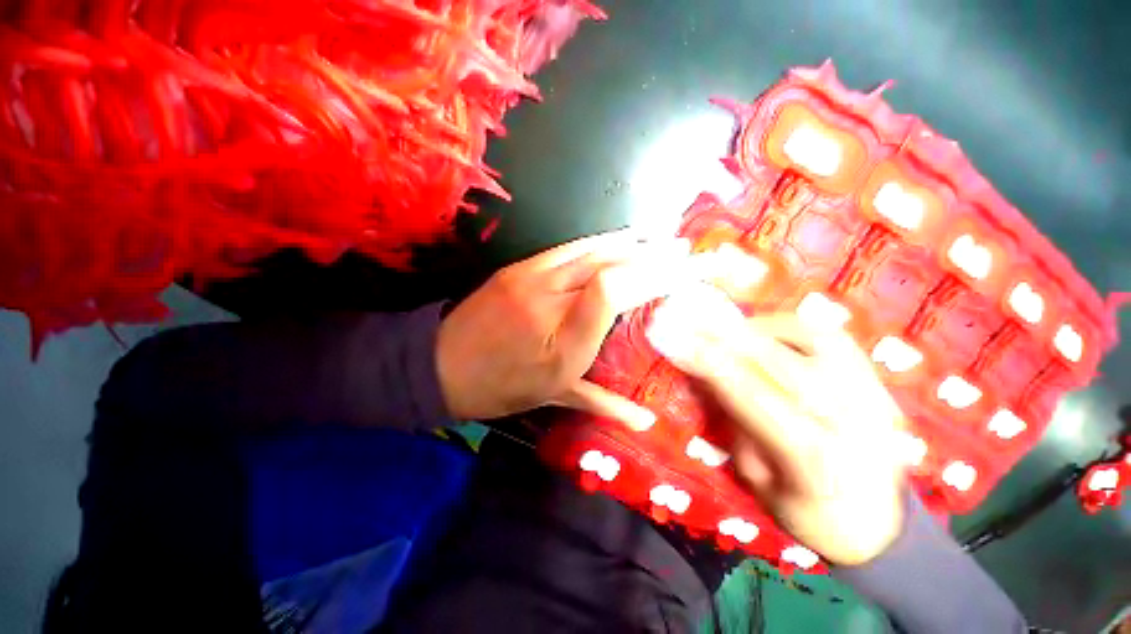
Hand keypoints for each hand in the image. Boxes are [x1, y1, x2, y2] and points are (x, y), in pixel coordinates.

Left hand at [436, 229, 704, 429]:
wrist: (441, 364)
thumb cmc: (502, 386)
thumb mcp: (553, 397)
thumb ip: (602, 403)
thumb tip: (646, 421)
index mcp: (560, 340)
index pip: (612, 291)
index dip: (650, 277)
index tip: (679, 274)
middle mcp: (548, 300)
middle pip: (606, 265)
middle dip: (648, 254)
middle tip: (682, 248)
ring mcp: (531, 277)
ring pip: (588, 250)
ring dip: (627, 241)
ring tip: (658, 235)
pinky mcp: (519, 267)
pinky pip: (567, 248)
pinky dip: (598, 241)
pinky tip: (616, 238)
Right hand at [646, 285, 908, 565]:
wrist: (879, 521)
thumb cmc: (807, 510)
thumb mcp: (756, 479)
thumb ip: (733, 423)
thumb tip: (706, 378)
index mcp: (815, 463)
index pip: (756, 401)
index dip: (715, 368)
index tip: (682, 345)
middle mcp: (850, 422)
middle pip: (780, 364)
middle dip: (728, 338)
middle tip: (692, 321)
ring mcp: (871, 396)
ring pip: (809, 340)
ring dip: (758, 328)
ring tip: (727, 329)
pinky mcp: (876, 381)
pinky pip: (829, 335)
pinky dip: (789, 326)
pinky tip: (765, 333)